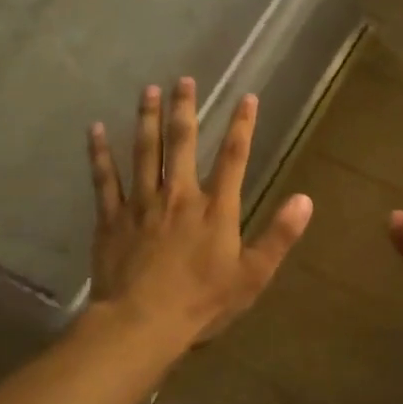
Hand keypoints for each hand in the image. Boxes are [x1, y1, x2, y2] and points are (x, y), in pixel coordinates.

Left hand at [87, 77, 313, 346]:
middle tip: (183, 79)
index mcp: (215, 208)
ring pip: (144, 151)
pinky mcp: (112, 218)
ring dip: (147, 118)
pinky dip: (100, 153)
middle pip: (182, 142)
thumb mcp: (252, 276)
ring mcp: (142, 203)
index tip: (247, 98)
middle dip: (185, 109)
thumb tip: (306, 200)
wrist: (140, 324)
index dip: (242, 126)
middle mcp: (179, 195)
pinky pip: (105, 179)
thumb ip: (279, 236)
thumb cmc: (201, 303)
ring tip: (148, 90)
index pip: (233, 157)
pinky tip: (96, 130)